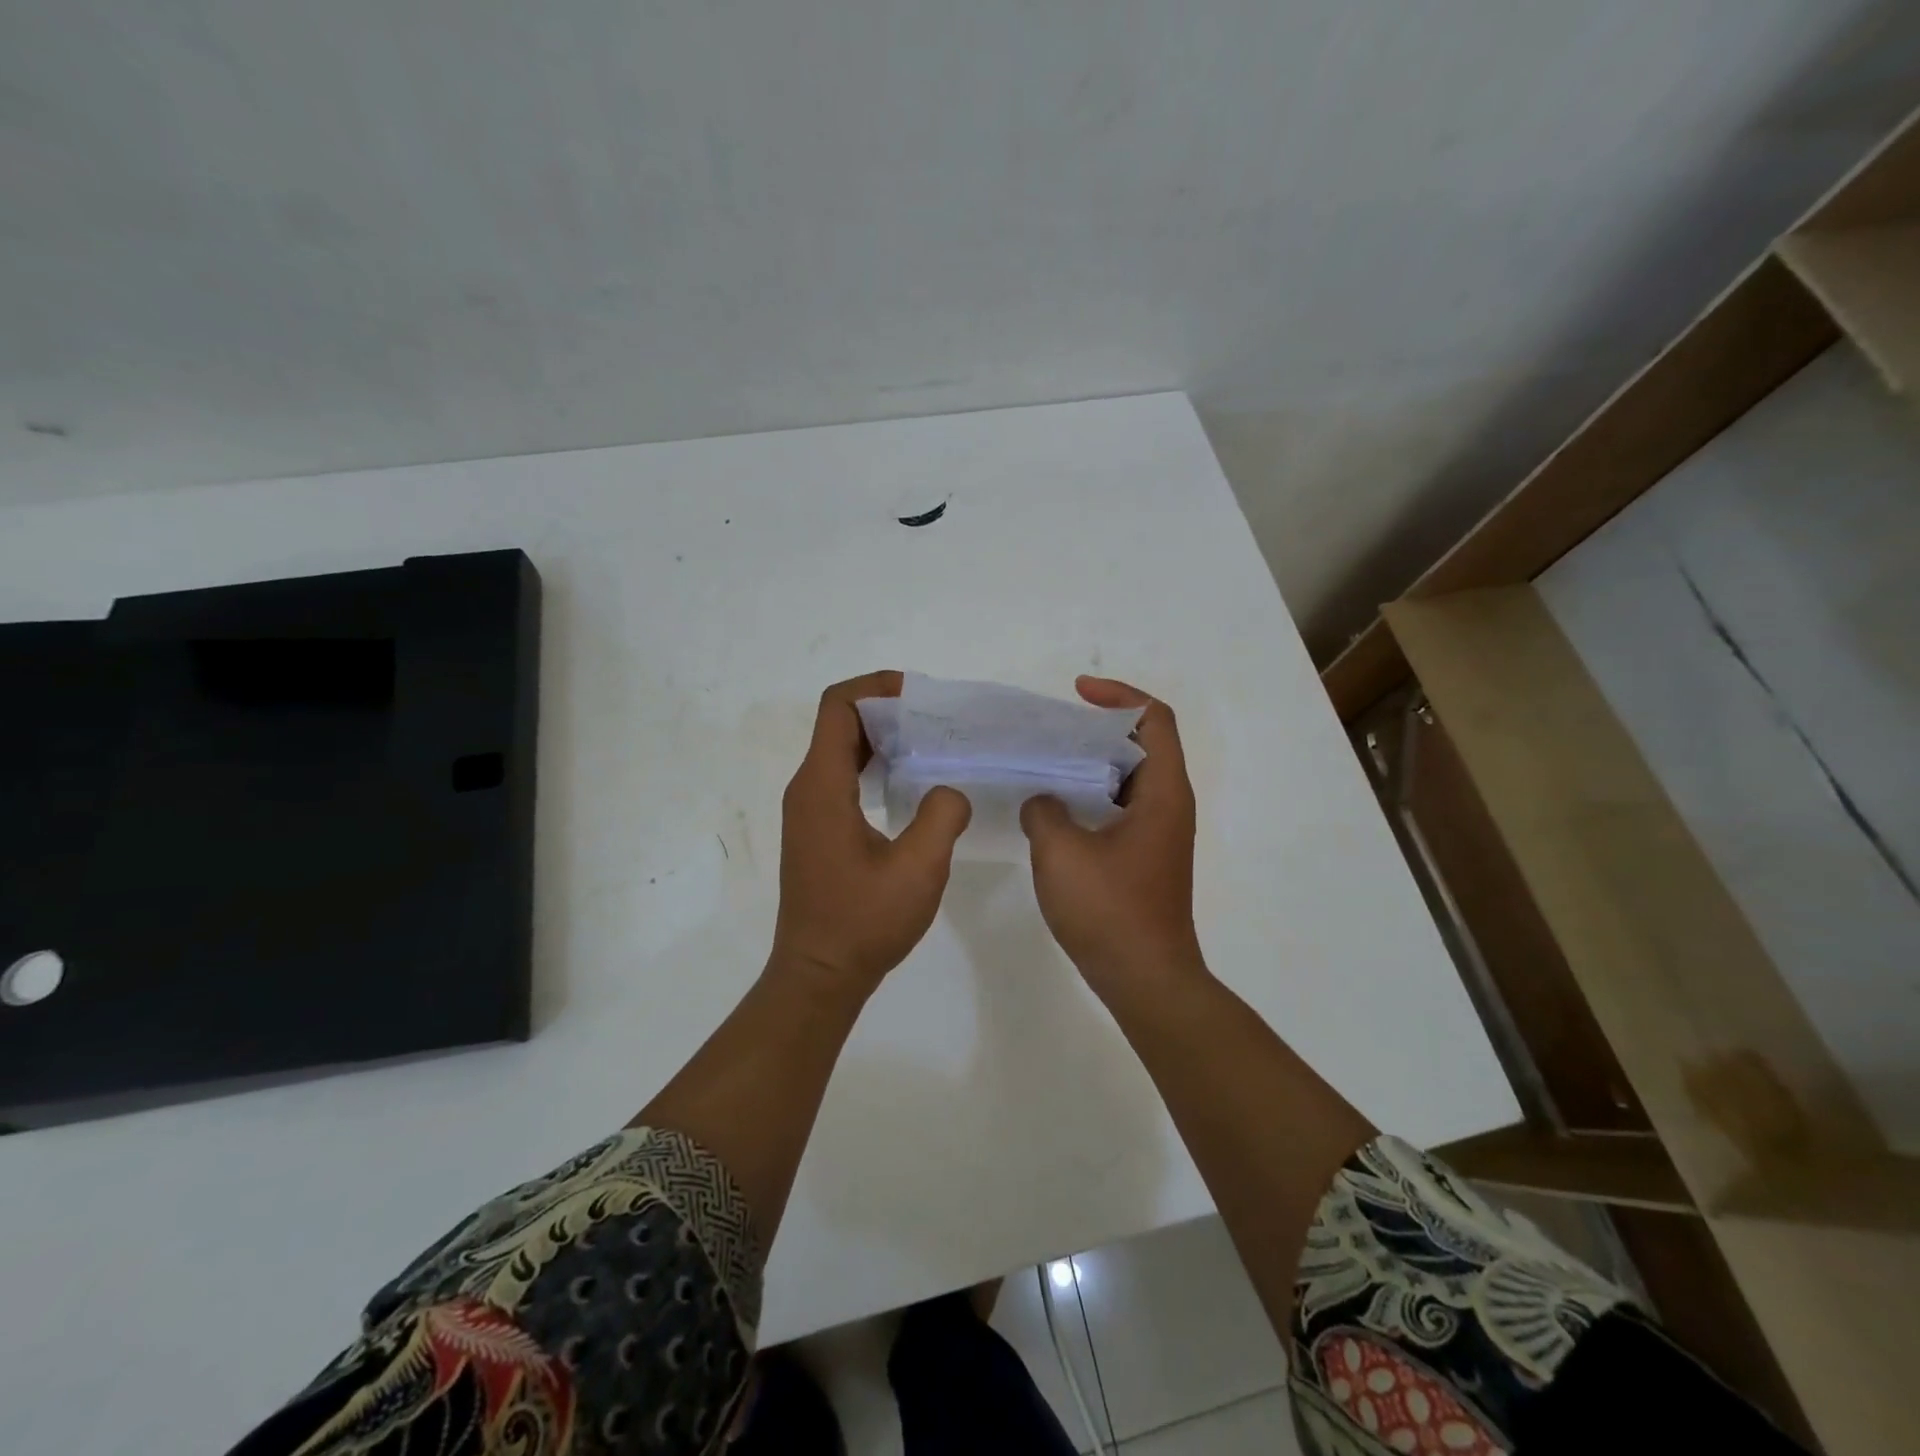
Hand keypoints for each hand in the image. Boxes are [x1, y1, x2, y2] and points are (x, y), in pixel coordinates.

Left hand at [771, 670, 971, 1000]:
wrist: (819, 975)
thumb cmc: (863, 922)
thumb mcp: (918, 869)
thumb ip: (942, 816)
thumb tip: (949, 790)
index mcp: (822, 786)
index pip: (838, 707)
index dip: (876, 687)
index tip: (919, 695)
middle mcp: (807, 789)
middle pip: (840, 724)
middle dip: (887, 712)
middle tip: (937, 722)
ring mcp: (808, 811)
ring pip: (842, 752)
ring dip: (883, 741)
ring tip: (932, 748)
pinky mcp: (817, 830)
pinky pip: (843, 778)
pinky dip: (875, 767)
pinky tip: (911, 787)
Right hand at [1020, 676, 1203, 999]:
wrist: (1145, 979)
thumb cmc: (1110, 911)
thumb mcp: (1061, 852)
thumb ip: (1044, 810)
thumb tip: (1044, 802)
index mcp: (1163, 792)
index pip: (1153, 719)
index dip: (1118, 696)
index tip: (1076, 694)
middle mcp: (1169, 805)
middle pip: (1140, 744)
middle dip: (1096, 728)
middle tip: (1050, 729)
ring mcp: (1158, 833)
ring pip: (1126, 778)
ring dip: (1090, 764)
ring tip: (1044, 762)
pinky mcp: (1144, 857)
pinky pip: (1118, 807)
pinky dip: (1089, 796)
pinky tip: (1051, 809)